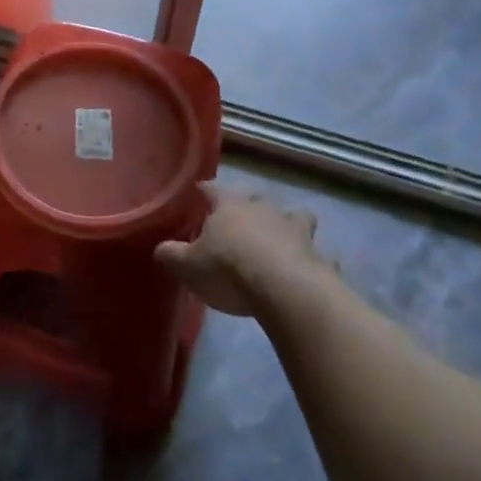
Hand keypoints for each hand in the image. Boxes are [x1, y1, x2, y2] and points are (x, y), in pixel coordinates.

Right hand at [154, 185, 329, 316]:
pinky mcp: (319, 256)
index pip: (212, 189)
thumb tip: (160, 249)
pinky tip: (310, 271)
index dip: (205, 191)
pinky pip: (318, 255)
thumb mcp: (188, 266)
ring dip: (289, 224)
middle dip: (248, 205)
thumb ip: (171, 255)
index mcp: (229, 205)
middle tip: (240, 218)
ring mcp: (295, 230)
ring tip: (282, 238)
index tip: (199, 193)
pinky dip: (314, 260)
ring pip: (295, 217)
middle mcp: (263, 208)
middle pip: (255, 198)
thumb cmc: (229, 270)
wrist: (286, 291)